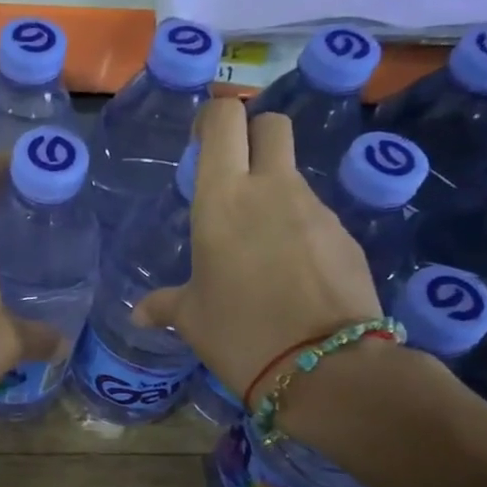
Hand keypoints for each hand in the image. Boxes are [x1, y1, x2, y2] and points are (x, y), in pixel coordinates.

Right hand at [136, 100, 381, 400]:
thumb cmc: (239, 333)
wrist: (326, 368)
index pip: (224, 119)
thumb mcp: (191, 319)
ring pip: (293, 174)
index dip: (212, 118)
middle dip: (252, 135)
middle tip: (233, 175)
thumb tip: (140, 314)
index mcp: (222, 198)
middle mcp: (271, 189)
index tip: (201, 143)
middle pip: (270, 125)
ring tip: (257, 247)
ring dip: (273, 191)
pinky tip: (289, 273)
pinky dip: (298, 229)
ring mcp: (316, 209)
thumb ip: (164, 304)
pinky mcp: (346, 235)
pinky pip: (315, 216)